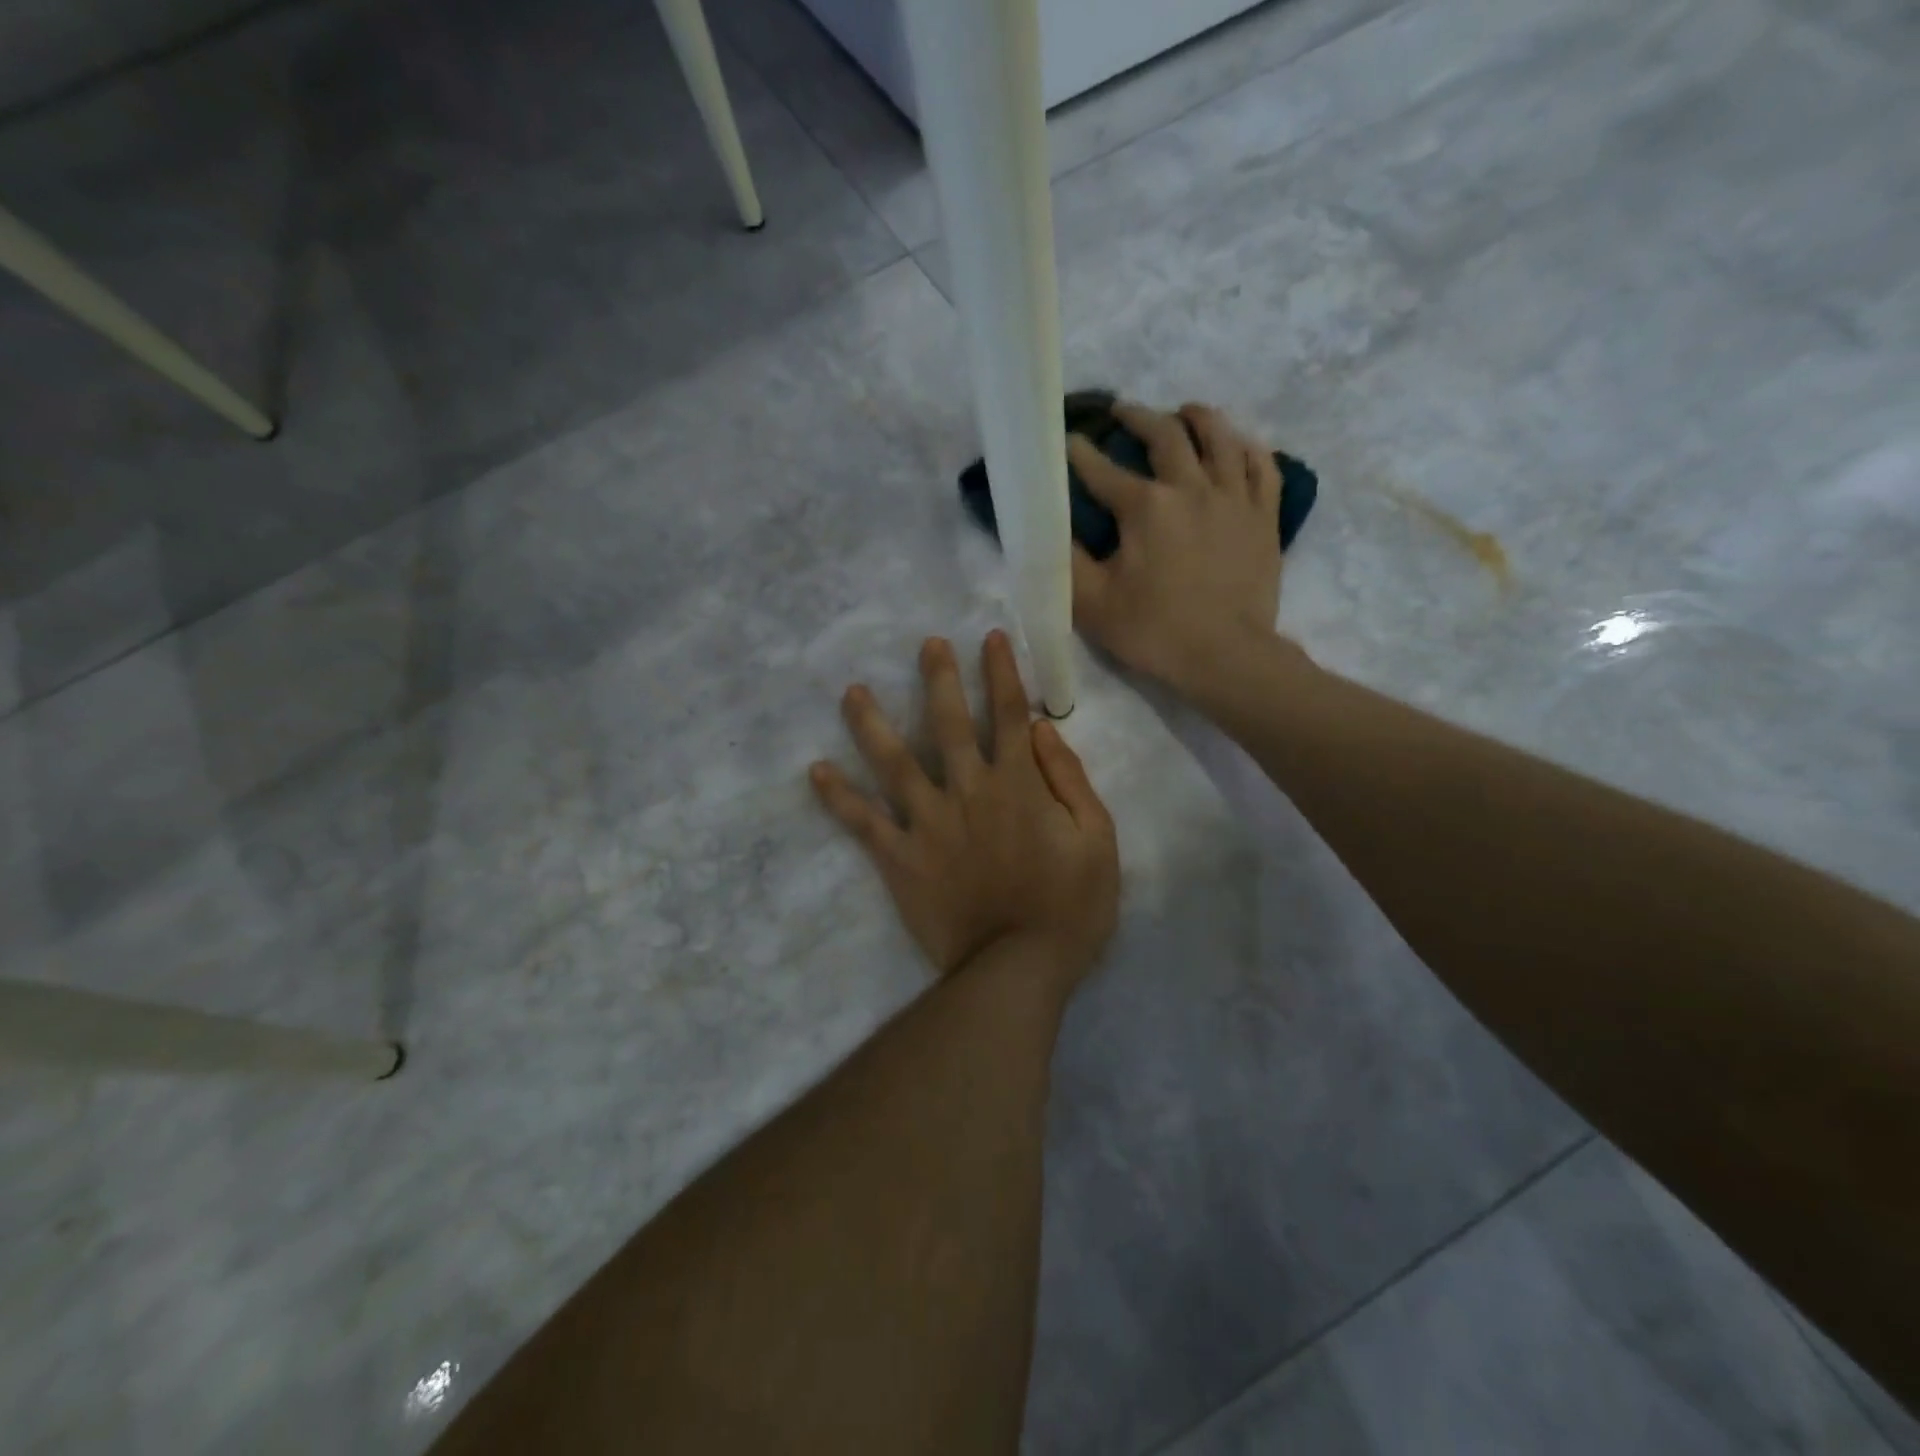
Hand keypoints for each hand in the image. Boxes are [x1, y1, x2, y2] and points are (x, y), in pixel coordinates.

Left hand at [810, 631, 1119, 994]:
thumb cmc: (1070, 907)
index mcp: (1017, 785)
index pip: (1008, 714)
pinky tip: (816, 771)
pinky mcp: (899, 857)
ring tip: (852, 691)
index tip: (990, 638)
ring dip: (872, 722)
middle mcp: (968, 790)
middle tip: (926, 644)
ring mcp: (928, 822)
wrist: (1018, 968)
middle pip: (948, 723)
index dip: (1001, 672)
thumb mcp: (1098, 840)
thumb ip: (1071, 780)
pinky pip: (863, 822)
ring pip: (893, 762)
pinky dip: (838, 797)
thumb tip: (1041, 731)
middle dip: (939, 678)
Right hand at [1069, 401, 1285, 695]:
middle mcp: (1191, 487)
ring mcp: (1234, 498)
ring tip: (1184, 412)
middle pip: (1165, 435)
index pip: (1102, 470)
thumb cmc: (1153, 631)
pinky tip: (1237, 446)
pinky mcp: (1264, 516)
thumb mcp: (1091, 602)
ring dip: (1198, 418)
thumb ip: (1065, 560)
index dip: (1080, 453)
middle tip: (1122, 413)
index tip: (1068, 441)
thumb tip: (1048, 526)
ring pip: (1220, 437)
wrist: (1226, 657)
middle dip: (1137, 418)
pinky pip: (1262, 466)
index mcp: (1146, 507)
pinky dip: (1247, 448)